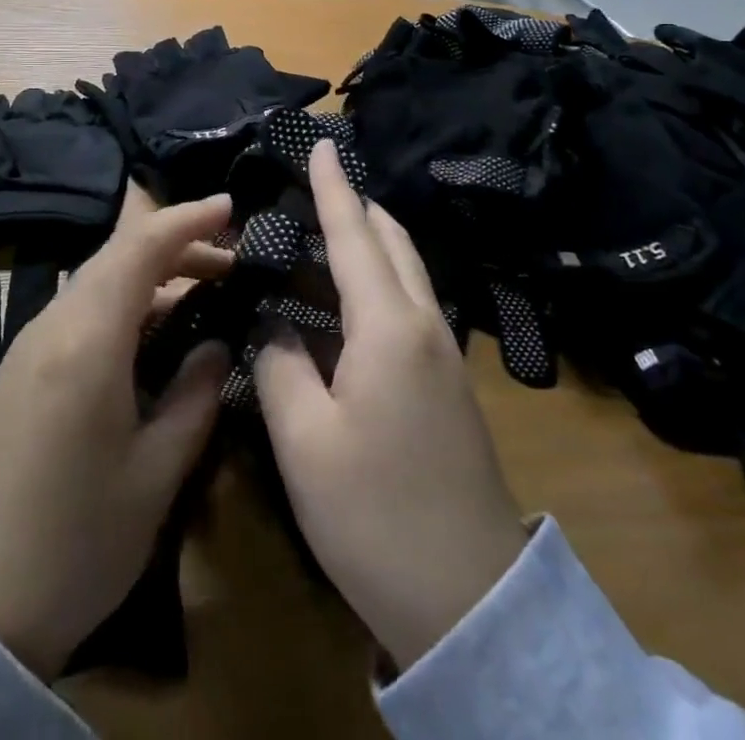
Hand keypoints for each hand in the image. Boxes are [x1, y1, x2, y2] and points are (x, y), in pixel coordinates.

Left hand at [0, 186, 233, 679]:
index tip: (231, 206)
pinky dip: (122, 301)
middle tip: (231, 262)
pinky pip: (78, 310)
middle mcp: (52, 324)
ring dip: (149, 274)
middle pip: (117, 255)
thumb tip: (218, 344)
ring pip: (96, 280)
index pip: (140, 245)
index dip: (188, 218)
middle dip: (176, 245)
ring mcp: (28, 346)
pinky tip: (148, 334)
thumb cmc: (75, 541)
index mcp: (87, 338)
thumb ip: (194, 396)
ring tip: (200, 293)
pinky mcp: (19, 371)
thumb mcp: (155, 474)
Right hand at [253, 140, 526, 670]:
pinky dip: (375, 278)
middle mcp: (423, 324)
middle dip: (355, 204)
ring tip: (319, 231)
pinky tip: (343, 299)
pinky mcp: (445, 383)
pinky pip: (408, 303)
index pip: (354, 234)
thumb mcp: (303, 440)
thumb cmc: (375, 514)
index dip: (333, 187)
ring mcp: (442, 355)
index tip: (322, 142)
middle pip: (390, 242)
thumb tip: (275, 324)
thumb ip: (279, 364)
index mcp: (389, 326)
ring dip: (366, 241)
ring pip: (404, 271)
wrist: (470, 600)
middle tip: (311, 185)